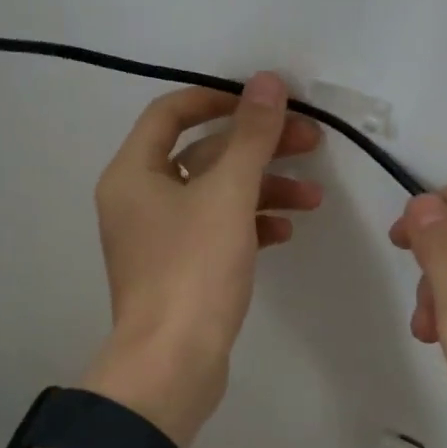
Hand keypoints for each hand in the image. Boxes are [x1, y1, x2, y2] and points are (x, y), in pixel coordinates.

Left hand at [85, 72, 322, 445]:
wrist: (172, 366)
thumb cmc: (193, 270)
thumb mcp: (228, 195)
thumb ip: (251, 135)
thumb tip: (267, 81)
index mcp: (133, 173)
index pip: (171, 113)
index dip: (219, 99)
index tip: (265, 102)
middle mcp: (138, 199)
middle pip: (202, 153)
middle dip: (257, 146)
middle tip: (311, 142)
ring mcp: (158, 237)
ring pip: (215, 194)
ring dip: (263, 187)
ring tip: (313, 197)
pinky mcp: (179, 269)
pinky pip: (216, 229)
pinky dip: (250, 223)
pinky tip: (286, 230)